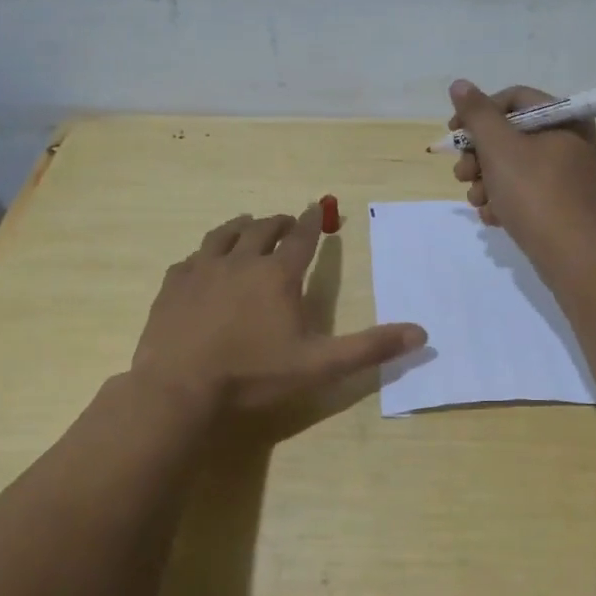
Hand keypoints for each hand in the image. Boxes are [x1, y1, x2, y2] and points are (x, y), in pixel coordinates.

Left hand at [131, 203, 426, 419]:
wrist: (179, 388)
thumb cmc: (253, 375)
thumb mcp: (319, 365)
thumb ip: (369, 347)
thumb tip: (421, 333)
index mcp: (277, 275)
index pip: (302, 238)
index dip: (313, 221)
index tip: (319, 207)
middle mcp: (241, 261)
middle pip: (262, 229)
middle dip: (279, 222)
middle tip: (287, 221)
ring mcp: (202, 270)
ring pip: (224, 234)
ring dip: (241, 226)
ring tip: (247, 224)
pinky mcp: (173, 285)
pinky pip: (190, 258)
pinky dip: (204, 254)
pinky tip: (202, 262)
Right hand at [446, 80, 595, 267]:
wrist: (571, 257)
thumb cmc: (535, 194)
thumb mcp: (499, 148)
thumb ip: (477, 114)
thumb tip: (460, 85)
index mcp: (565, 119)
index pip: (514, 99)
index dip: (479, 113)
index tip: (454, 135)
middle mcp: (571, 141)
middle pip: (511, 134)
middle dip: (480, 155)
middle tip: (462, 175)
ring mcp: (567, 175)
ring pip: (513, 165)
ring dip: (486, 181)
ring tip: (478, 201)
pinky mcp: (561, 203)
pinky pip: (525, 190)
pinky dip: (504, 200)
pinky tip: (494, 217)